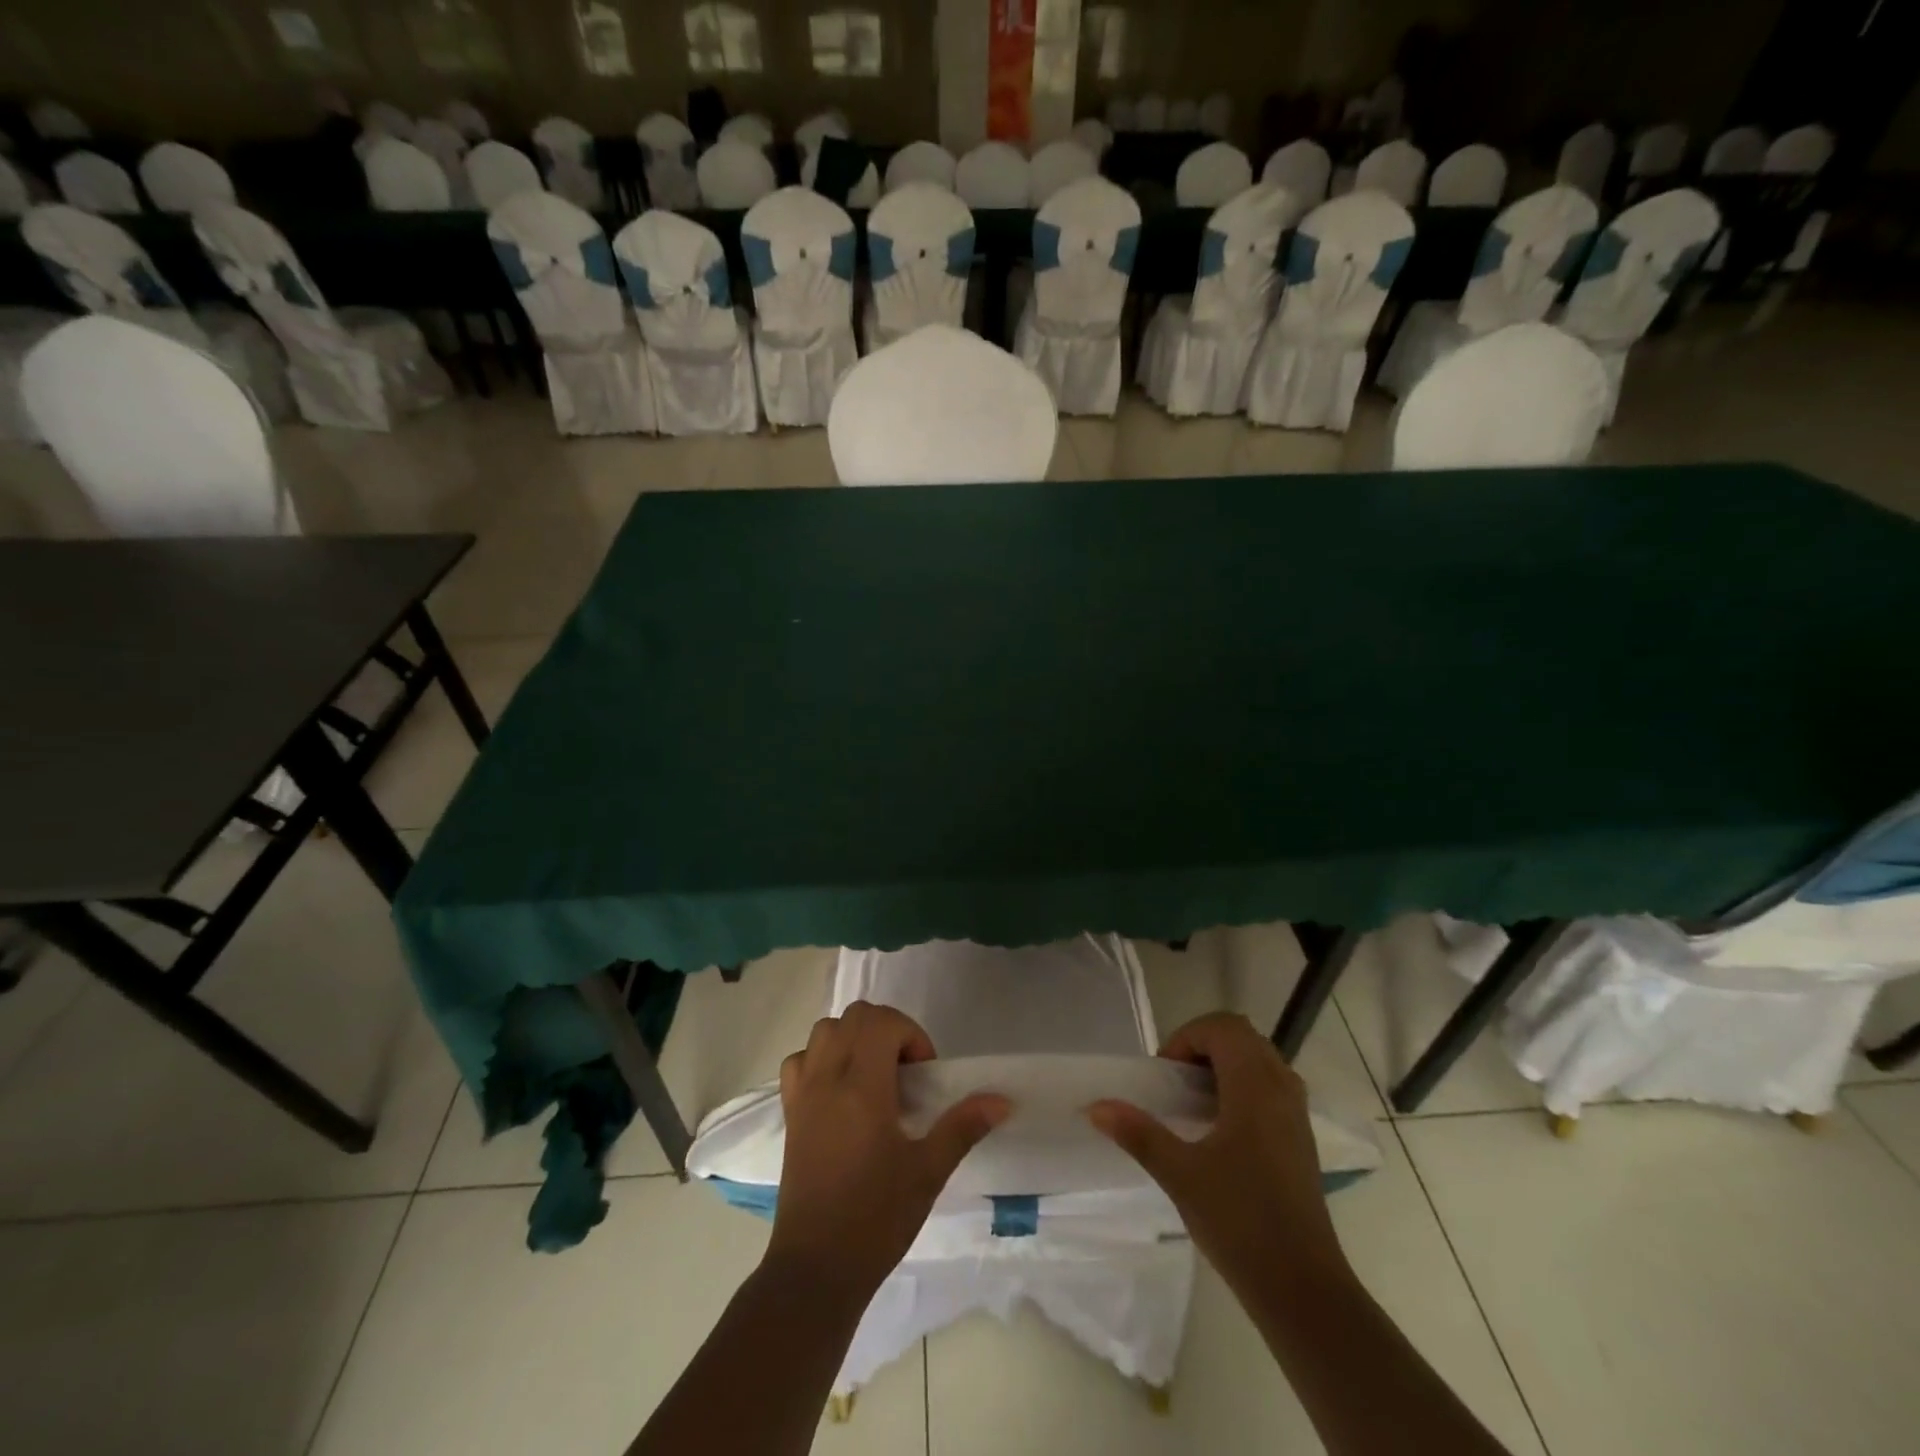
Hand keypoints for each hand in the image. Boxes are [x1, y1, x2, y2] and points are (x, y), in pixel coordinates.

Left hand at [767, 1001, 1010, 1299]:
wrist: (816, 1269)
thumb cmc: (876, 1218)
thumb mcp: (928, 1172)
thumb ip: (963, 1126)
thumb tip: (1002, 1100)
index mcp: (862, 1086)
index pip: (882, 1022)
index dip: (911, 1035)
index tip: (924, 1075)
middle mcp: (827, 1078)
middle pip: (854, 1017)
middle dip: (887, 1030)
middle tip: (906, 1073)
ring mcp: (802, 1093)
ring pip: (824, 1030)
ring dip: (854, 1039)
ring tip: (875, 1078)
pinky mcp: (789, 1113)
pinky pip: (800, 1060)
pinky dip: (822, 1058)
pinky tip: (840, 1092)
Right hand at [1088, 1012, 1346, 1293]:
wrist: (1304, 1288)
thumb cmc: (1240, 1222)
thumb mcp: (1180, 1175)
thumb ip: (1138, 1133)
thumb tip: (1096, 1106)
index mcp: (1255, 1086)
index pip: (1222, 1027)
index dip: (1186, 1037)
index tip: (1163, 1074)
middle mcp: (1281, 1088)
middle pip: (1241, 1036)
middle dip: (1202, 1045)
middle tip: (1174, 1081)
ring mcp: (1296, 1113)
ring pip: (1258, 1059)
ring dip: (1223, 1064)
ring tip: (1192, 1102)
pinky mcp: (1300, 1137)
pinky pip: (1270, 1086)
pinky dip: (1241, 1086)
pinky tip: (1219, 1128)